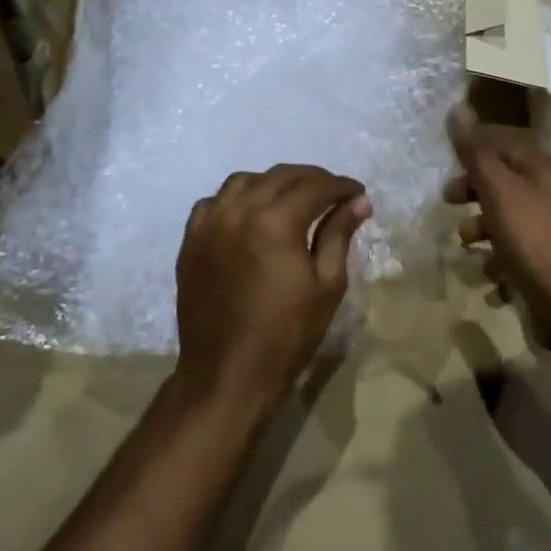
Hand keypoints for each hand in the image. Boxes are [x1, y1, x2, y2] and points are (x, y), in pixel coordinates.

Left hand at [173, 164, 370, 410]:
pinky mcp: (191, 241)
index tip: (358, 194)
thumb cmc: (286, 334)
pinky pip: (214, 202)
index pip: (315, 187)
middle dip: (312, 179)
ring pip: (244, 181)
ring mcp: (210, 224)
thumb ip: (339, 234)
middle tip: (333, 193)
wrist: (226, 374)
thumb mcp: (326, 284)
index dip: (341, 187)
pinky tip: (250, 214)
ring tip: (292, 199)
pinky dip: (237, 199)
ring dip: (273, 183)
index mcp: (275, 221)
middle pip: (280, 176)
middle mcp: (239, 211)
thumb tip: (358, 202)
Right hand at [446, 109, 550, 349]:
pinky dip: (498, 259)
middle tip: (448, 201)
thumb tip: (458, 108)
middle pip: (505, 181)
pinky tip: (489, 274)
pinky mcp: (550, 263)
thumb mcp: (500, 191)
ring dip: (482, 227)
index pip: (504, 144)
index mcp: (545, 170)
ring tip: (467, 244)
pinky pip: (517, 251)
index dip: (474, 149)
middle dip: (473, 190)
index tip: (445, 163)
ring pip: (508, 217)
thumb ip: (477, 153)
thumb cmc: (535, 240)